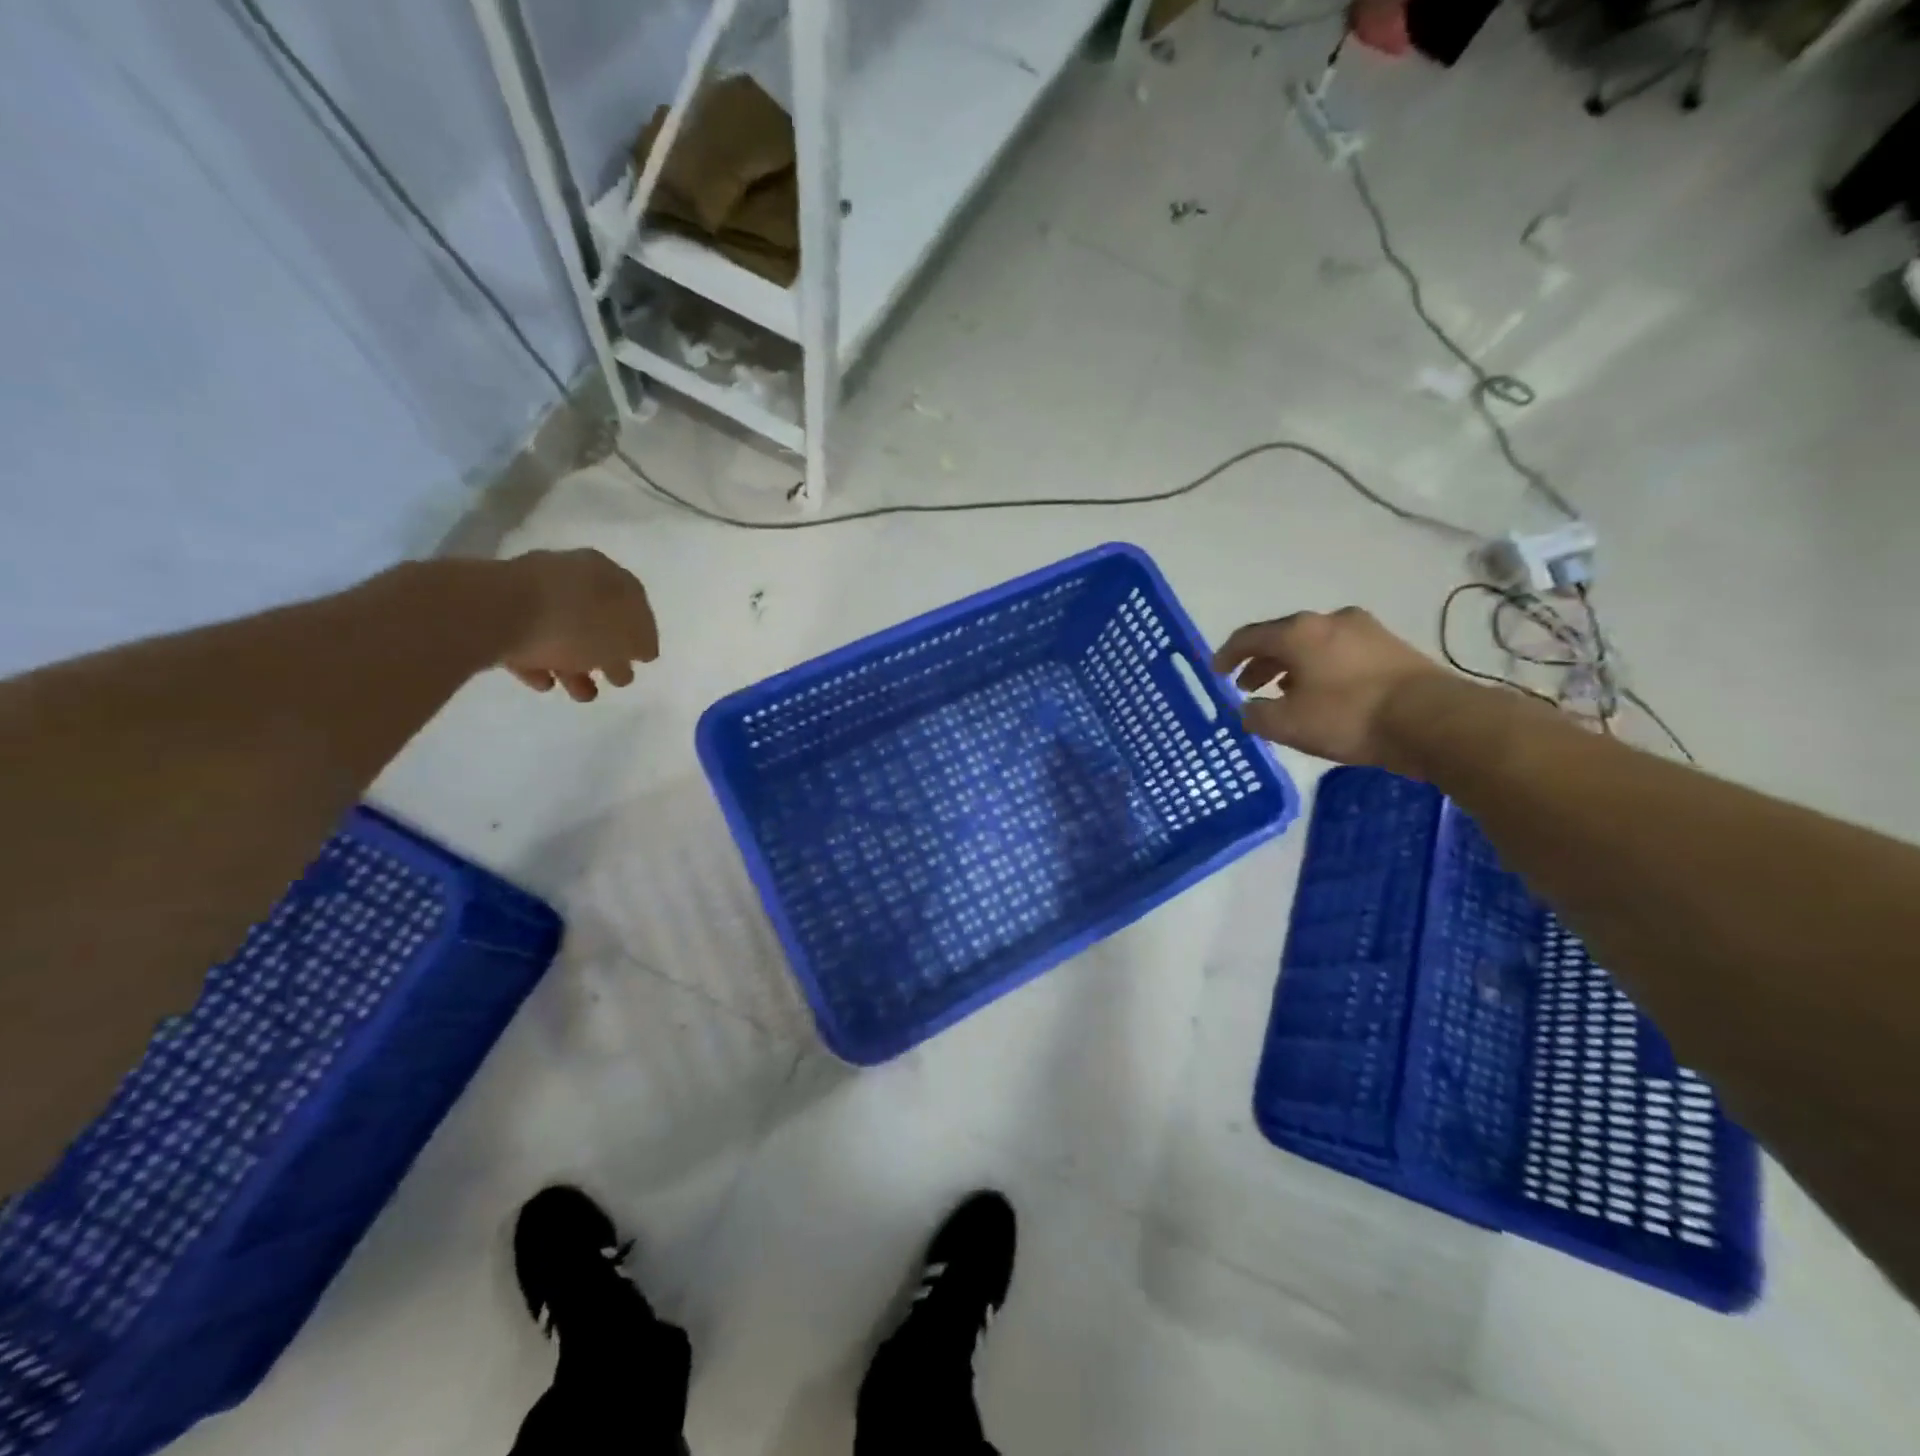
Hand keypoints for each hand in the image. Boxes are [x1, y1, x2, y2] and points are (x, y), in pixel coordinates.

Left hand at [498, 549, 658, 701]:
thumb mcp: (624, 638)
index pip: (634, 602)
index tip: (644, 660)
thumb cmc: (572, 623)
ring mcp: (532, 590)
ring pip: (563, 632)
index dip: (642, 633)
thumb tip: (642, 648)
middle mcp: (570, 574)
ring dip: (576, 665)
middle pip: (597, 618)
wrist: (491, 612)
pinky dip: (541, 662)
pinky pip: (528, 640)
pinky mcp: (499, 611)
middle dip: (607, 652)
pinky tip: (546, 683)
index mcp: (605, 573)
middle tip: (615, 680)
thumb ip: (640, 643)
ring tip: (581, 694)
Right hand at [1211, 608, 1448, 766]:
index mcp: (1298, 632)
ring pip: (1313, 645)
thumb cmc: (1348, 716)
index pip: (1249, 636)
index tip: (1216, 672)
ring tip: (1283, 693)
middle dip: (1261, 662)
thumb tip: (1248, 709)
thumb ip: (1256, 715)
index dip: (1227, 655)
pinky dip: (1320, 669)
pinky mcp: (1391, 648)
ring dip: (1291, 667)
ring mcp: (1365, 631)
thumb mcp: (1288, 724)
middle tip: (1248, 687)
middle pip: (1283, 637)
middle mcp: (1329, 620)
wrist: (1432, 719)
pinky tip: (1321, 694)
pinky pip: (1340, 654)